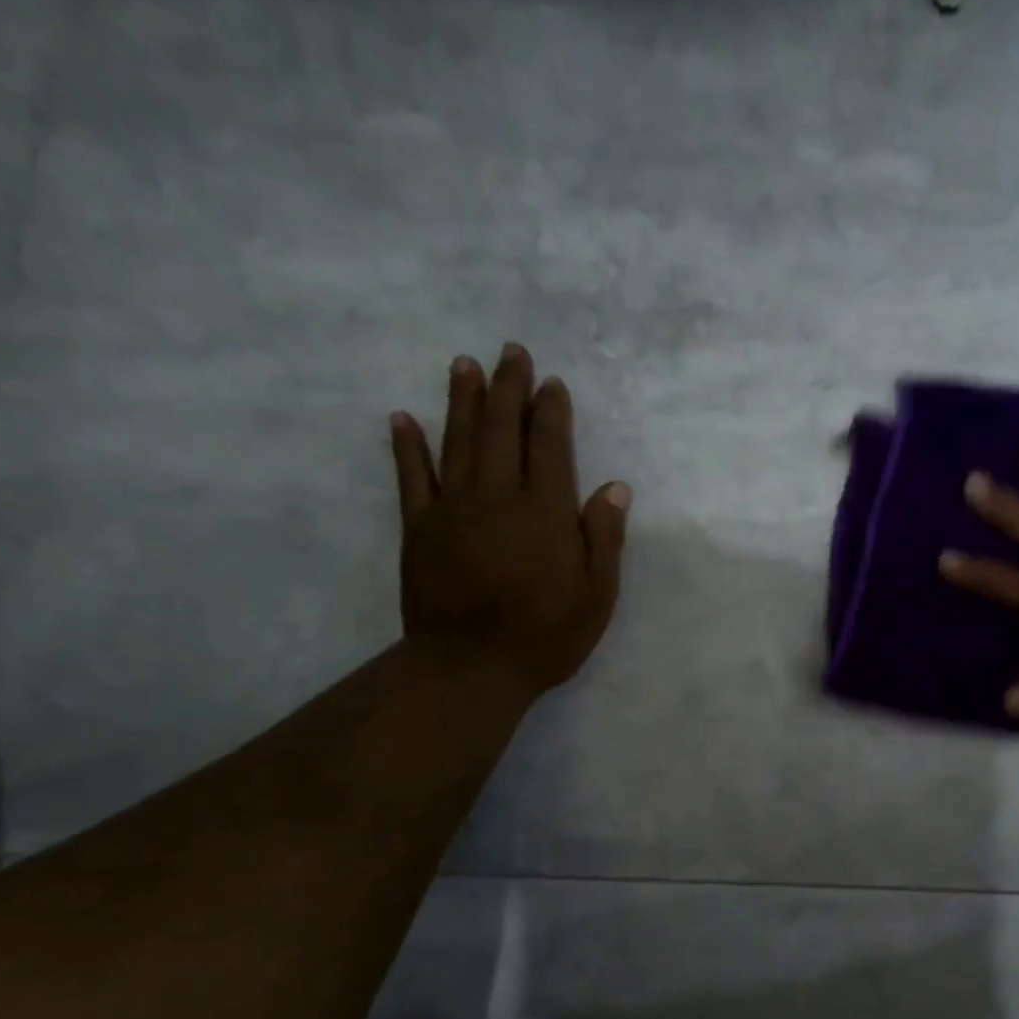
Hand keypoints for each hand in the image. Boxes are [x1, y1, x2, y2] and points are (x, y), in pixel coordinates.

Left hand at [389, 344, 630, 699]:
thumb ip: (604, 538)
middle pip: (502, 430)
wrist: (470, 667)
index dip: (551, 411)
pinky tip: (402, 417)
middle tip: (510, 351)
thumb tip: (615, 487)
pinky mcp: (419, 529)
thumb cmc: (544, 636)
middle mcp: (498, 497)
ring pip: (458, 441)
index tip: (551, 382)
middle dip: (508, 388)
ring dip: (462, 400)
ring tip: (465, 364)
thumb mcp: (596, 596)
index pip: (550, 446)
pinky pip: (412, 478)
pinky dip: (407, 446)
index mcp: (546, 512)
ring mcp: (453, 510)